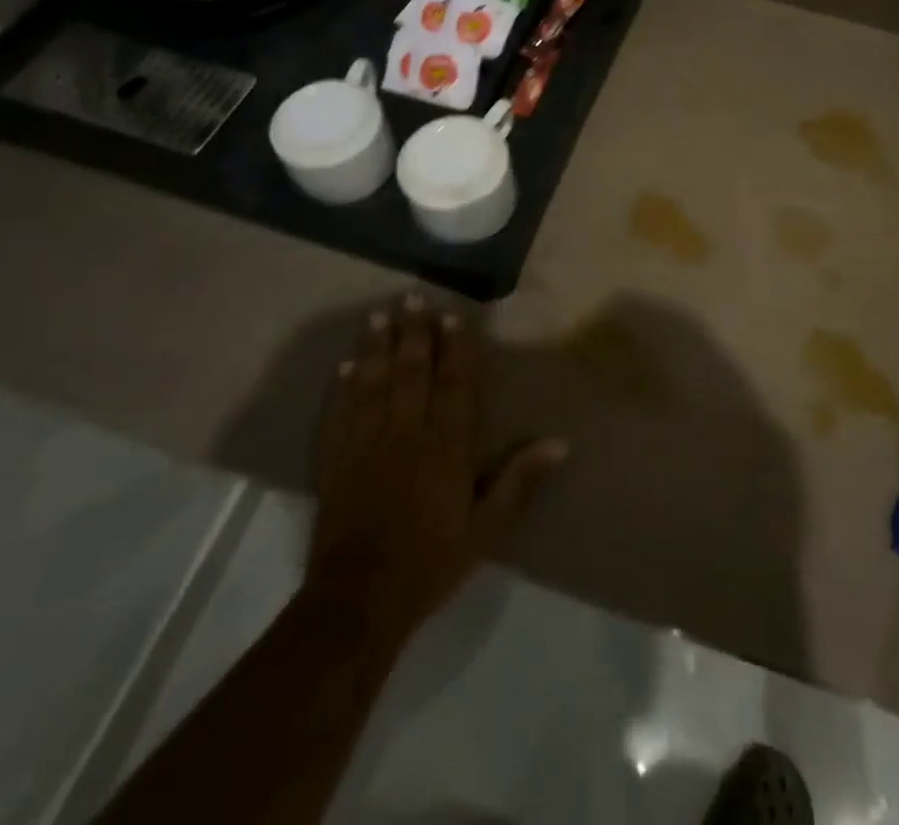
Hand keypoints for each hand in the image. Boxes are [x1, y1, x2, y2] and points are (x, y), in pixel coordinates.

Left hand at [306, 296, 565, 638]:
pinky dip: (346, 387)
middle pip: (412, 372)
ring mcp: (368, 445)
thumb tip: (559, 442)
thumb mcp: (487, 528)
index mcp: (446, 446)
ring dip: (378, 347)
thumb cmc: (431, 562)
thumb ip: (519, 480)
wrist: (359, 601)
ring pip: (375, 384)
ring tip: (379, 316)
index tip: (452, 316)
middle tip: (412, 297)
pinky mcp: (338, 462)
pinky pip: (343, 414)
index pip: (454, 384)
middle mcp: (407, 434)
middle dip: (414, 333)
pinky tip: (347, 365)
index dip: (455, 348)